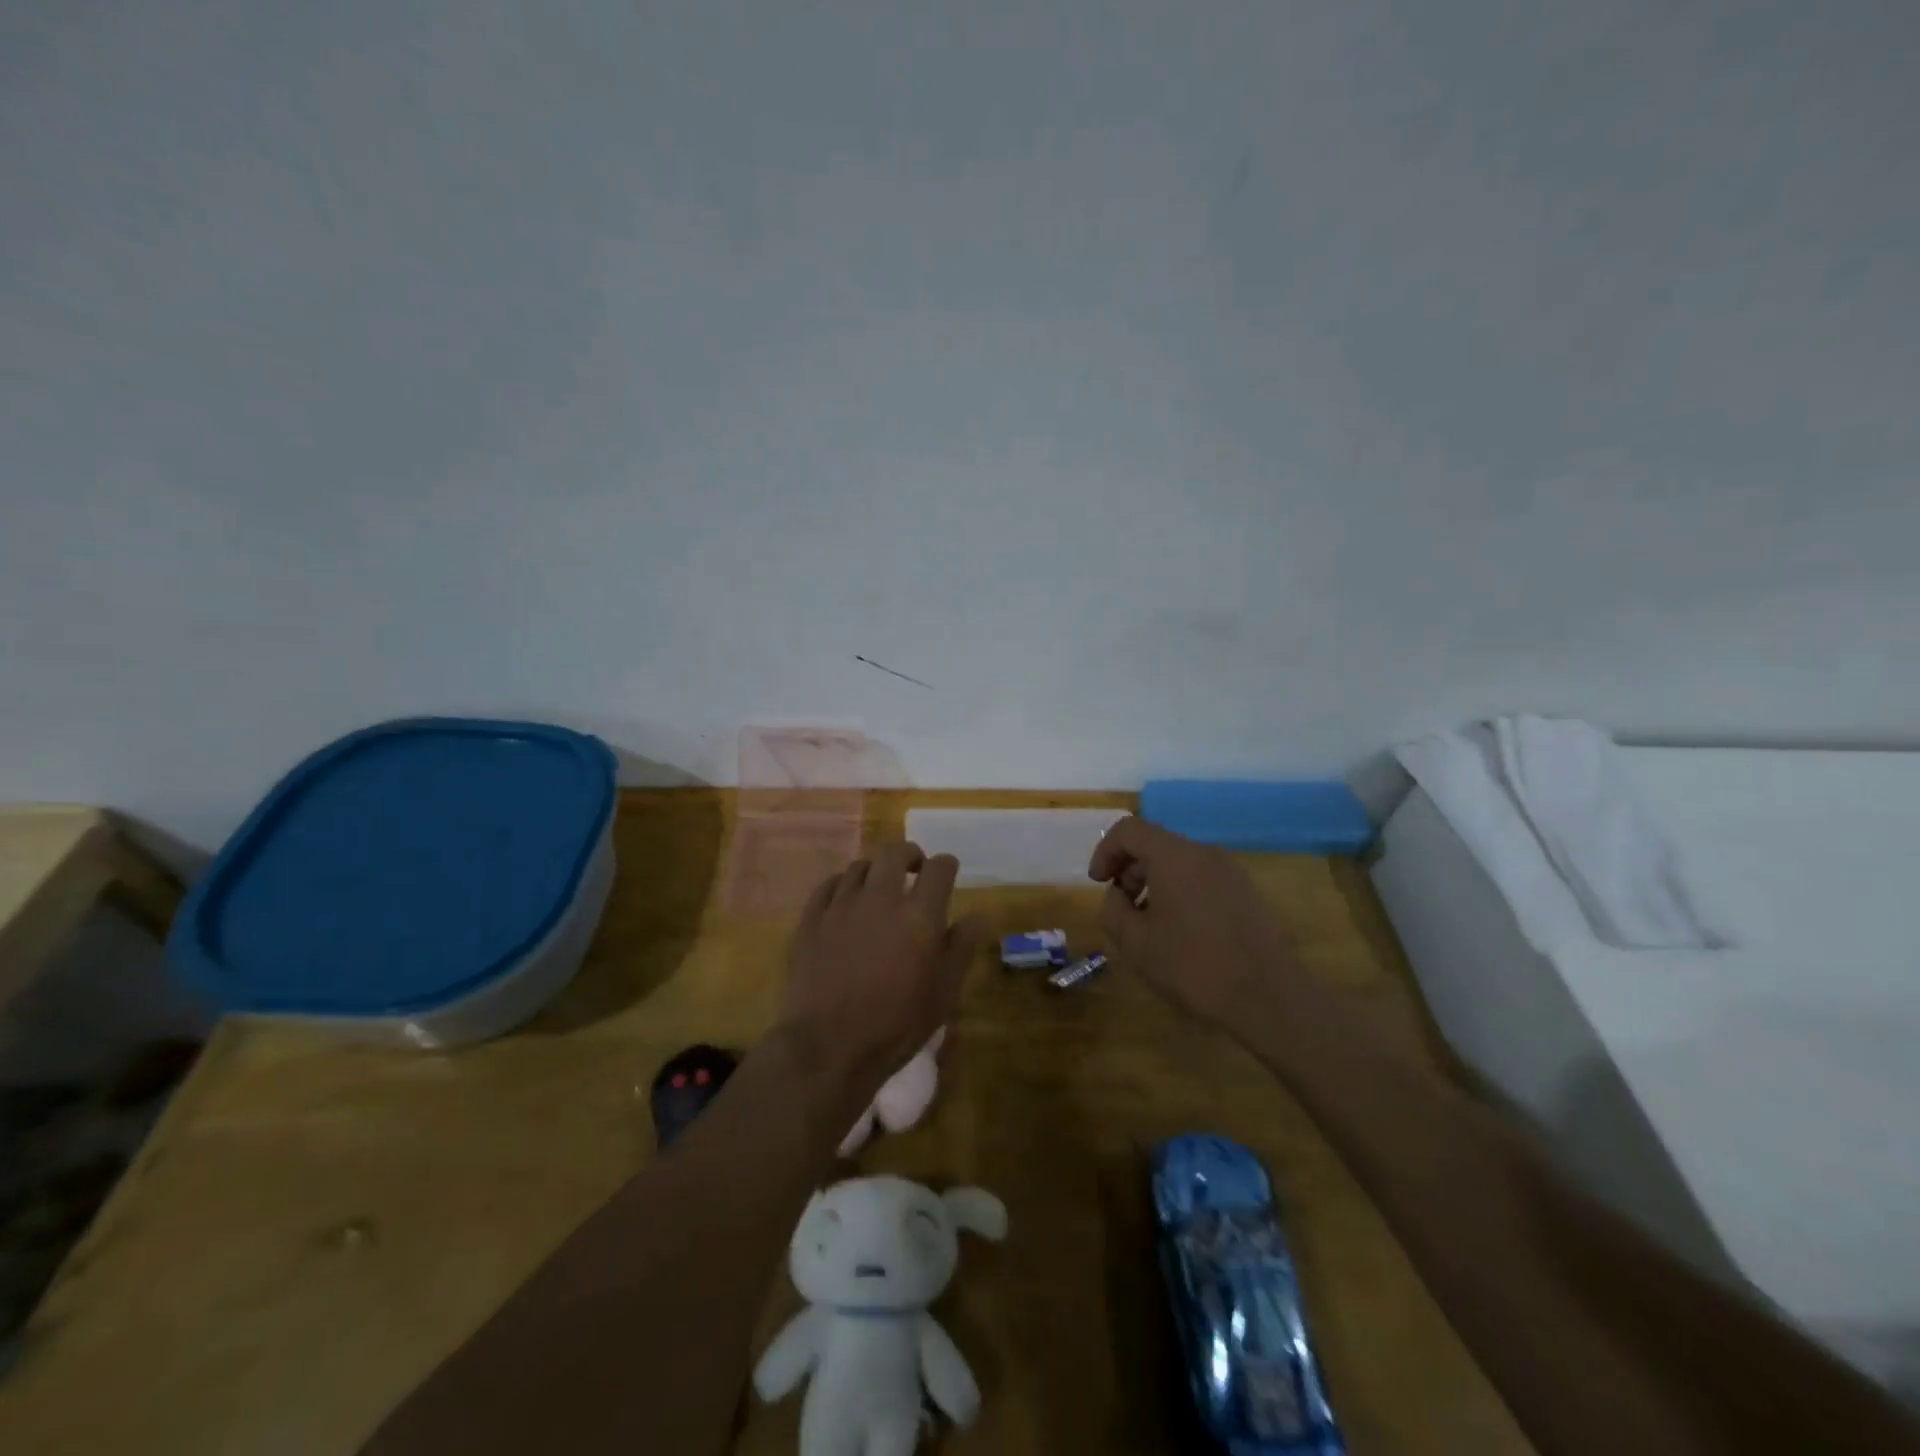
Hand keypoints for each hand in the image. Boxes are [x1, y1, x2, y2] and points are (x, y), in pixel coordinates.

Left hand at [780, 842, 984, 1093]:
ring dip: (875, 871)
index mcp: (920, 915)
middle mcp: (881, 898)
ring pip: (860, 865)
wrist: (828, 1047)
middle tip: (914, 871)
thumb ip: (962, 947)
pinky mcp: (812, 919)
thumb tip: (980, 914)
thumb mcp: (944, 993)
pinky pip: (829, 885)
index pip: (939, 868)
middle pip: (895, 853)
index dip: (946, 866)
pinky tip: (846, 901)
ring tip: (879, 889)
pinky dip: (843, 885)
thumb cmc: (896, 1025)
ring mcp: (842, 906)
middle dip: (910, 855)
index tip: (947, 873)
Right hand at [1088, 816, 1299, 1026]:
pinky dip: (1181, 891)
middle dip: (1130, 868)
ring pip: (1180, 861)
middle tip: (1122, 906)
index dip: (1105, 851)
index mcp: (1174, 856)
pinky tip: (1182, 932)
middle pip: (1156, 843)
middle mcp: (1204, 853)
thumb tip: (1117, 894)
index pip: (1129, 829)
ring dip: (1155, 882)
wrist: (1269, 997)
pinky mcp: (1247, 892)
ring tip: (1150, 923)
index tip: (1099, 884)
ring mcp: (1230, 871)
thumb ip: (1113, 910)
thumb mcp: (1135, 943)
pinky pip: (1202, 878)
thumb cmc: (1193, 966)